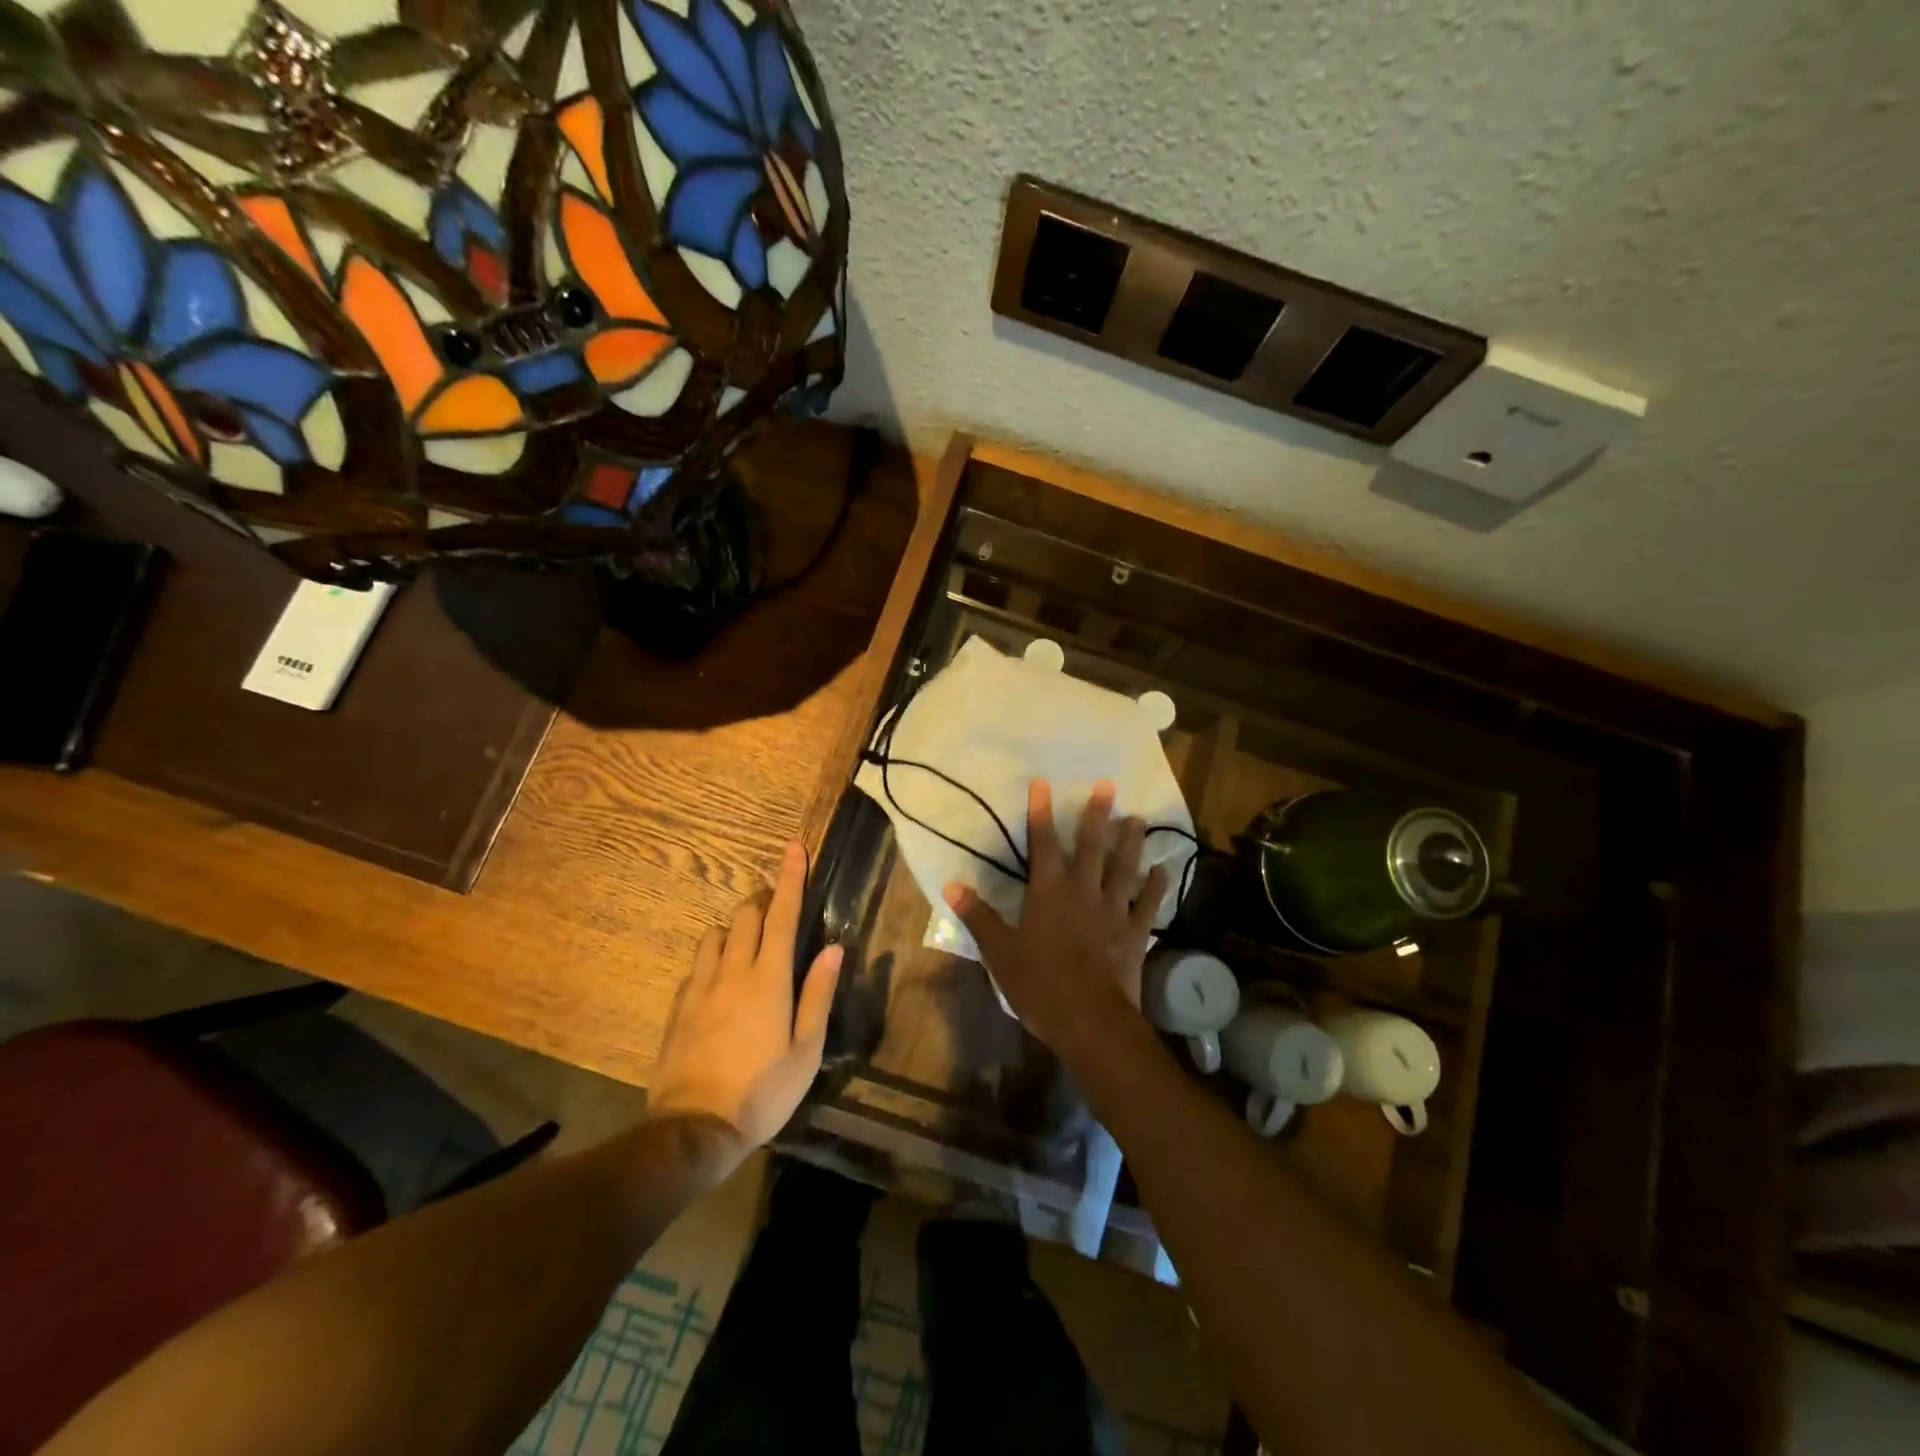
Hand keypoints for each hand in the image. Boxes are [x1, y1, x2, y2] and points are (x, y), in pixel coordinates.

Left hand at [646, 841, 842, 1170]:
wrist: (694, 1129)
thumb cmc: (763, 1091)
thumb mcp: (806, 1049)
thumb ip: (818, 994)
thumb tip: (832, 948)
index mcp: (769, 979)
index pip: (782, 915)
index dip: (790, 879)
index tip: (794, 847)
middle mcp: (732, 971)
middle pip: (745, 915)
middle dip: (762, 900)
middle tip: (777, 908)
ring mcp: (700, 987)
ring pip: (715, 934)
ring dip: (735, 928)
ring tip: (749, 945)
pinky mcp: (678, 1007)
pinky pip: (696, 965)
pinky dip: (713, 958)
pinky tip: (720, 980)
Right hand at [942, 779, 1167, 1058]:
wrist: (1090, 1021)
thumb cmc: (1039, 985)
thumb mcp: (999, 953)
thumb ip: (978, 916)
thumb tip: (952, 885)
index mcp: (1048, 894)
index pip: (1042, 844)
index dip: (1041, 813)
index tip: (1043, 783)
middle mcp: (1083, 893)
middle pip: (1091, 847)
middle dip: (1097, 815)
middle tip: (1108, 786)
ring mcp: (1113, 912)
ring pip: (1124, 869)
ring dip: (1131, 843)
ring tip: (1138, 819)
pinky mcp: (1134, 934)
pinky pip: (1148, 905)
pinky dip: (1156, 887)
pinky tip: (1163, 871)